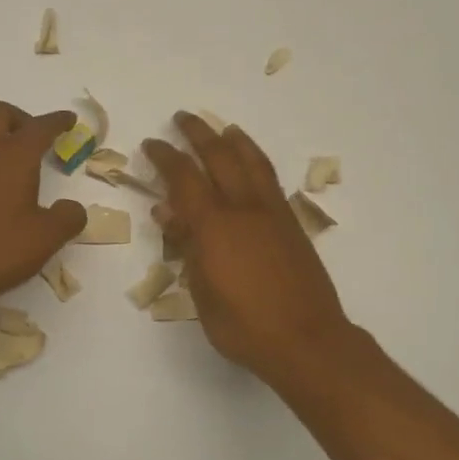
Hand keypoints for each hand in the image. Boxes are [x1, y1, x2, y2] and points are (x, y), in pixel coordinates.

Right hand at [142, 112, 354, 382]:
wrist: (307, 340)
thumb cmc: (244, 327)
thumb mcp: (202, 293)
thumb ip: (186, 247)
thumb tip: (167, 211)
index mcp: (214, 227)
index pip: (183, 178)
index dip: (165, 157)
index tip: (151, 143)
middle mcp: (243, 209)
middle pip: (219, 157)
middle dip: (197, 134)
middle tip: (182, 118)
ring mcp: (272, 213)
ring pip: (251, 162)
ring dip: (233, 140)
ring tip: (222, 128)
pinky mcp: (291, 224)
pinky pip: (269, 179)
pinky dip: (256, 161)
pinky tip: (251, 164)